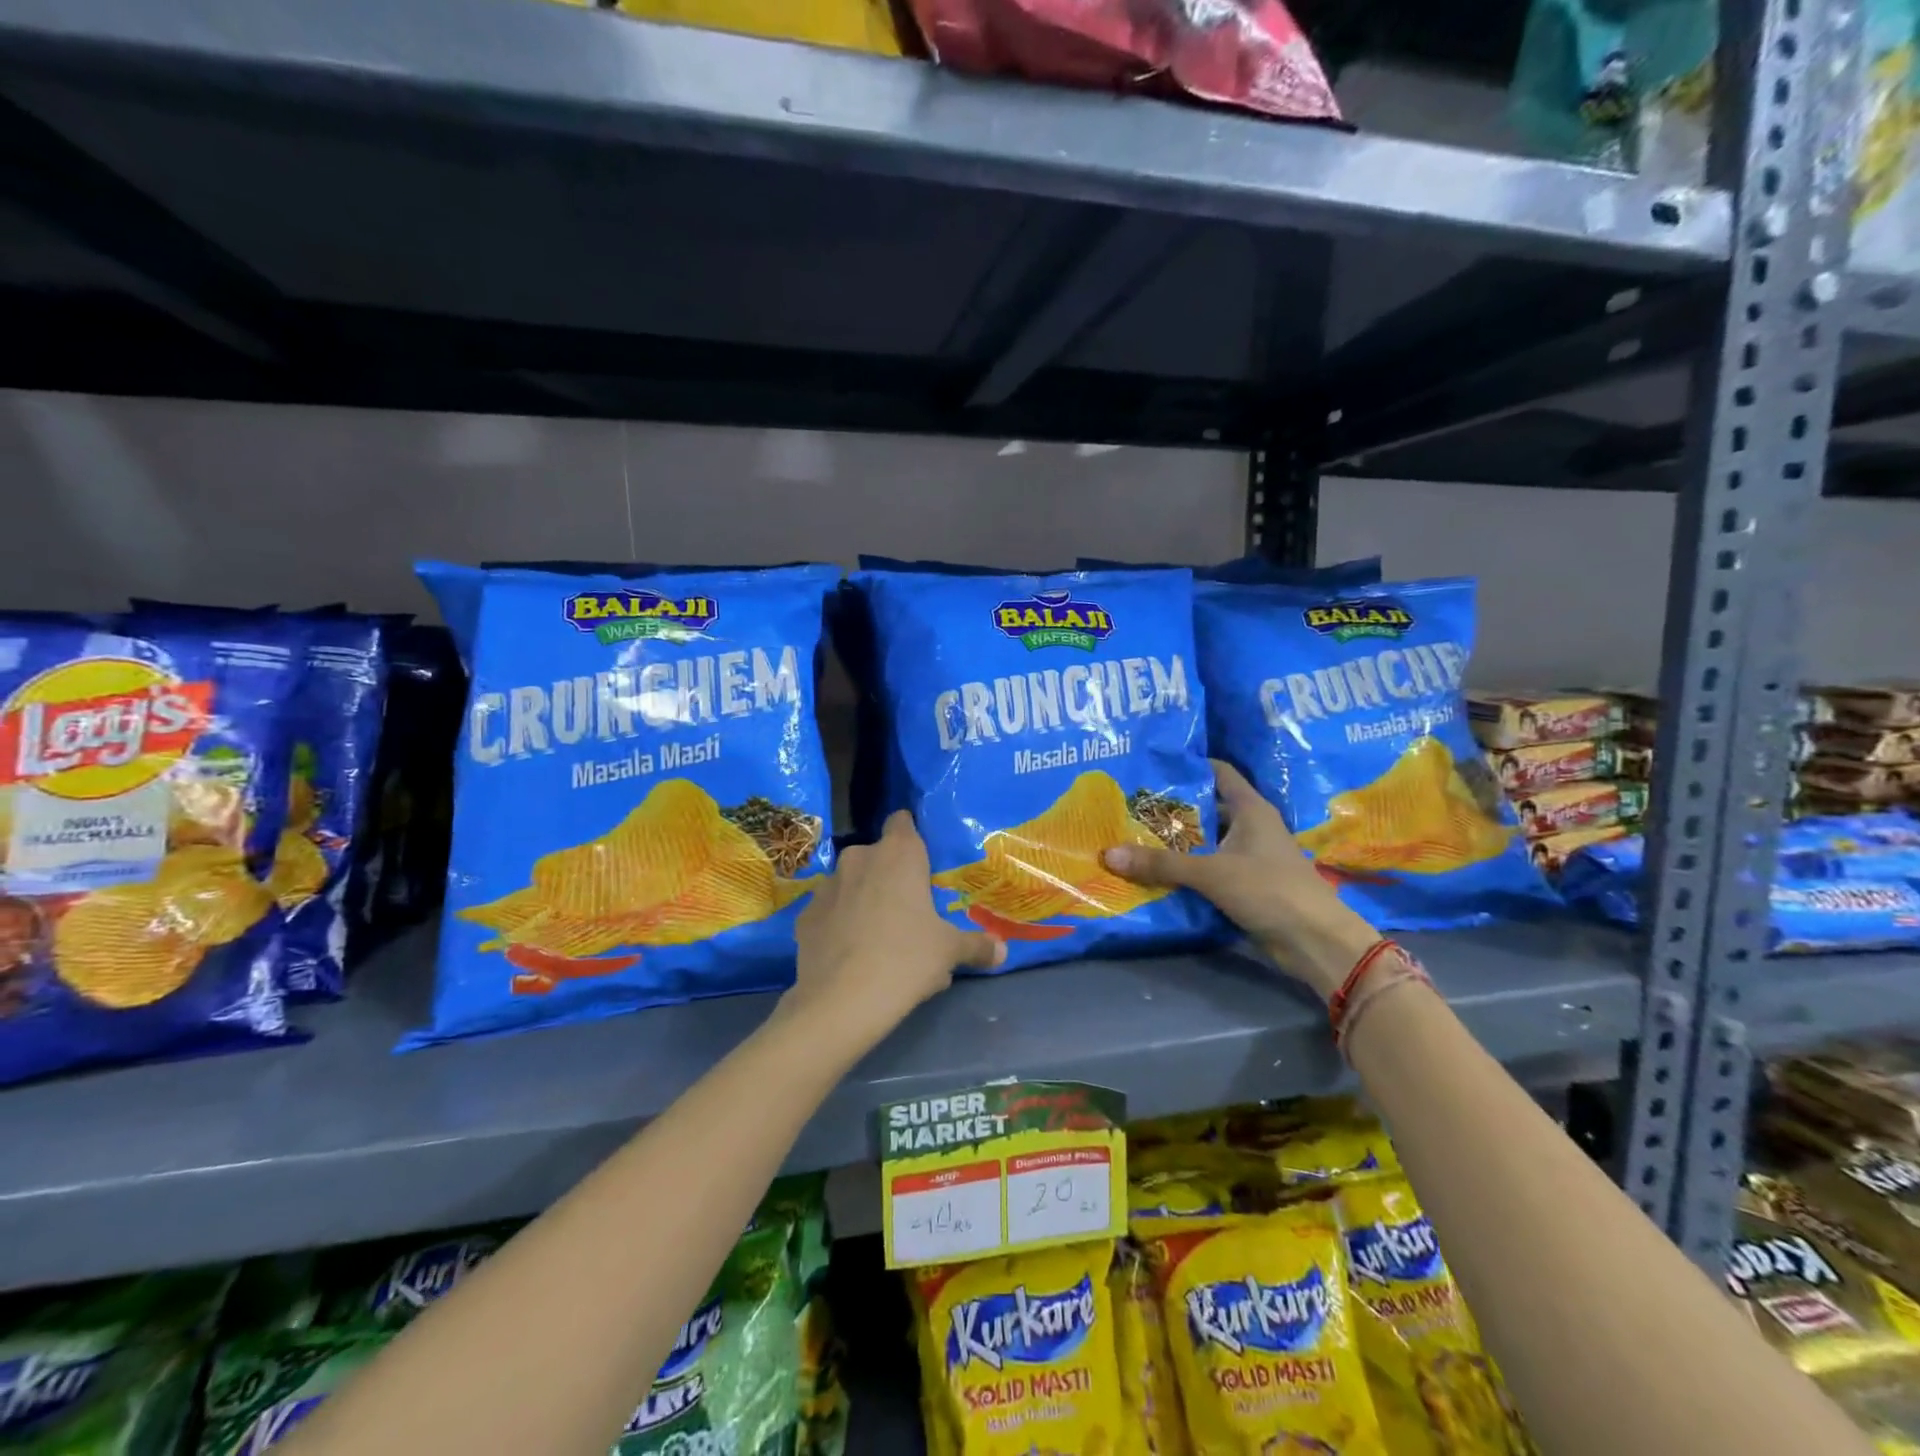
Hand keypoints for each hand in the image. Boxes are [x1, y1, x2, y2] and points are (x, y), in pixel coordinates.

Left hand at [786, 811, 1003, 1046]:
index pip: (903, 821)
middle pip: (878, 855)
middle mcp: (859, 858)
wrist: (841, 1001)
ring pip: (851, 882)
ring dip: (863, 898)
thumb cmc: (906, 960)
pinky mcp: (805, 915)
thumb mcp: (949, 952)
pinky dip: (839, 924)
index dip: (912, 836)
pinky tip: (849, 954)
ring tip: (878, 937)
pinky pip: (829, 911)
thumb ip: (977, 945)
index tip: (923, 861)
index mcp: (899, 854)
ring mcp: (827, 885)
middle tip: (909, 909)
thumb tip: (1001, 950)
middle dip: (890, 875)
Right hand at [1103, 760, 1377, 998]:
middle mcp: (1251, 826)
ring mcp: (1249, 856)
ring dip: (1176, 842)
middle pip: (1206, 807)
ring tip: (1132, 835)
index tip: (1152, 764)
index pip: (1218, 772)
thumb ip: (1160, 863)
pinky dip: (1186, 869)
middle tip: (1129, 805)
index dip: (1189, 765)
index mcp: (1251, 808)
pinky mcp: (1246, 884)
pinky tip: (1154, 871)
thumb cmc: (1269, 889)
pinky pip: (1208, 868)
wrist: (1315, 941)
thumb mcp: (1211, 872)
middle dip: (1171, 807)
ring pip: (1205, 841)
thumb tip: (1108, 853)